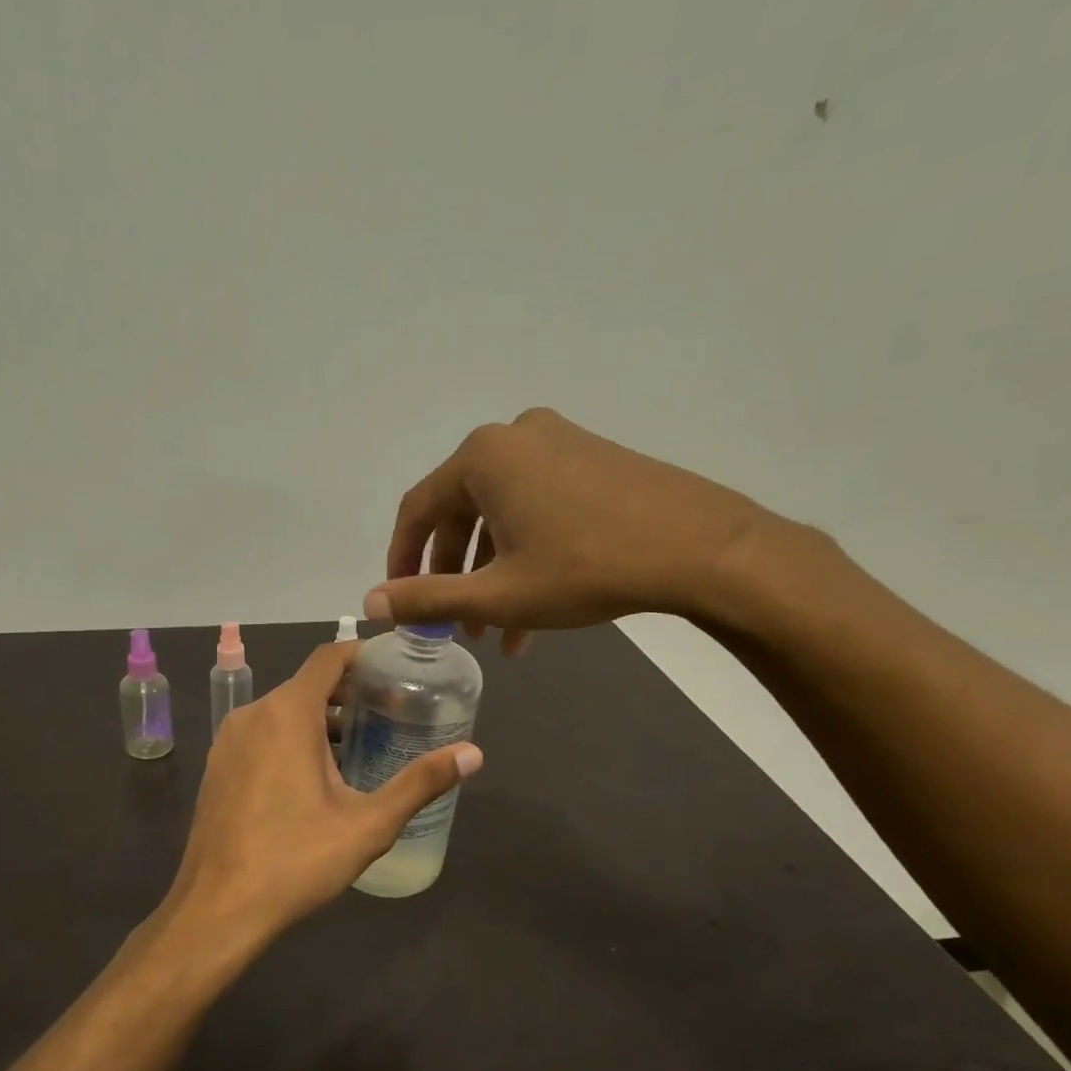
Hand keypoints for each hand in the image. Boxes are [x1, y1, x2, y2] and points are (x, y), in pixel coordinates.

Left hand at [164, 643, 482, 945]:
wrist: (218, 908)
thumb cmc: (295, 860)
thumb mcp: (368, 824)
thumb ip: (420, 783)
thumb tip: (474, 754)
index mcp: (287, 713)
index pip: (328, 658)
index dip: (363, 655)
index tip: (395, 668)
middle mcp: (252, 714)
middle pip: (307, 684)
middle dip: (348, 693)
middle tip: (389, 713)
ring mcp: (228, 740)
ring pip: (282, 711)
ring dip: (320, 719)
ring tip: (359, 746)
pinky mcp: (218, 766)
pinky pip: (261, 734)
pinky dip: (290, 738)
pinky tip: (314, 777)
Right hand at [366, 408, 781, 651]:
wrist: (701, 548)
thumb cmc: (585, 568)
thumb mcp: (497, 594)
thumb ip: (427, 598)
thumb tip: (369, 604)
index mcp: (482, 457)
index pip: (418, 510)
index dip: (402, 560)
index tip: (400, 600)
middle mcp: (514, 438)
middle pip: (461, 512)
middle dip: (455, 575)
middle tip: (457, 626)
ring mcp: (558, 442)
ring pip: (502, 515)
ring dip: (493, 573)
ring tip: (498, 632)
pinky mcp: (593, 458)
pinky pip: (538, 506)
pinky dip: (526, 553)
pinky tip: (536, 608)